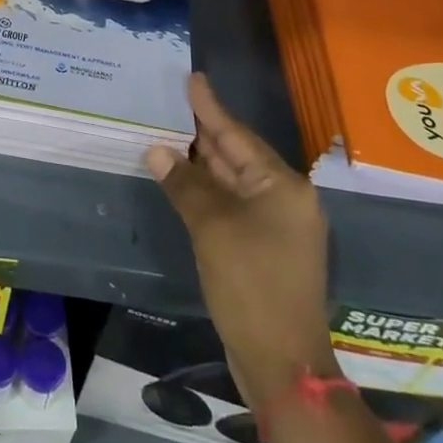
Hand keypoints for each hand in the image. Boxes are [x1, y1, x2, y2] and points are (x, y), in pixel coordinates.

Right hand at [145, 74, 336, 406]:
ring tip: (173, 132)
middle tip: (175, 103)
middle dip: (205, 132)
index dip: (210, 108)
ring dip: (203, 162)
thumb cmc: (251, 284)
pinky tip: (185, 180)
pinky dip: (208, 191)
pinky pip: (232, 206)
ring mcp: (276, 226)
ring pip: (233, 182)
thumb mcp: (212, 228)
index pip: (237, 136)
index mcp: (282, 187)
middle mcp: (285, 200)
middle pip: (238, 156)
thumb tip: (157, 150)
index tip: (193, 79)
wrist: (283, 362)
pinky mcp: (264, 249)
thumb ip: (185, 184)